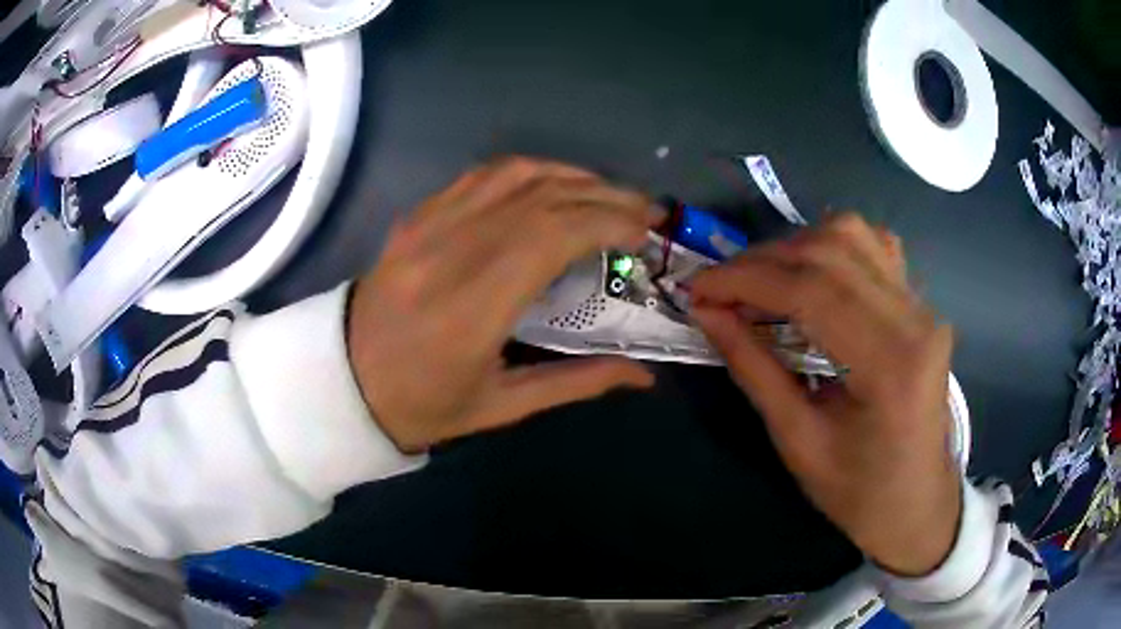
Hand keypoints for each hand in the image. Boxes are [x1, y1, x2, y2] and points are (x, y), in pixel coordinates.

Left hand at [346, 158, 657, 452]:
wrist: (343, 380)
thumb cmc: (421, 404)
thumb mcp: (501, 407)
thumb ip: (577, 383)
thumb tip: (644, 376)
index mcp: (472, 308)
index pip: (552, 235)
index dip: (607, 221)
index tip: (643, 232)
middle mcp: (451, 251)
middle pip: (542, 197)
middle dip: (604, 194)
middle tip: (643, 209)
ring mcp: (428, 225)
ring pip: (514, 174)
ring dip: (571, 175)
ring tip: (607, 194)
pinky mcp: (417, 215)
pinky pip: (480, 176)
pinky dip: (528, 171)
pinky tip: (552, 185)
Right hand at [690, 214, 960, 576]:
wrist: (917, 503)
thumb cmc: (859, 492)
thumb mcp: (797, 441)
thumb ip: (753, 369)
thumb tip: (706, 312)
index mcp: (889, 365)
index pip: (812, 290)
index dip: (746, 279)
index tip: (698, 289)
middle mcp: (914, 320)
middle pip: (830, 252)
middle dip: (763, 261)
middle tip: (721, 289)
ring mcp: (922, 307)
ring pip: (853, 235)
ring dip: (795, 248)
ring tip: (763, 282)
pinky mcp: (920, 306)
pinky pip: (875, 247)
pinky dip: (832, 249)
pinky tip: (812, 275)